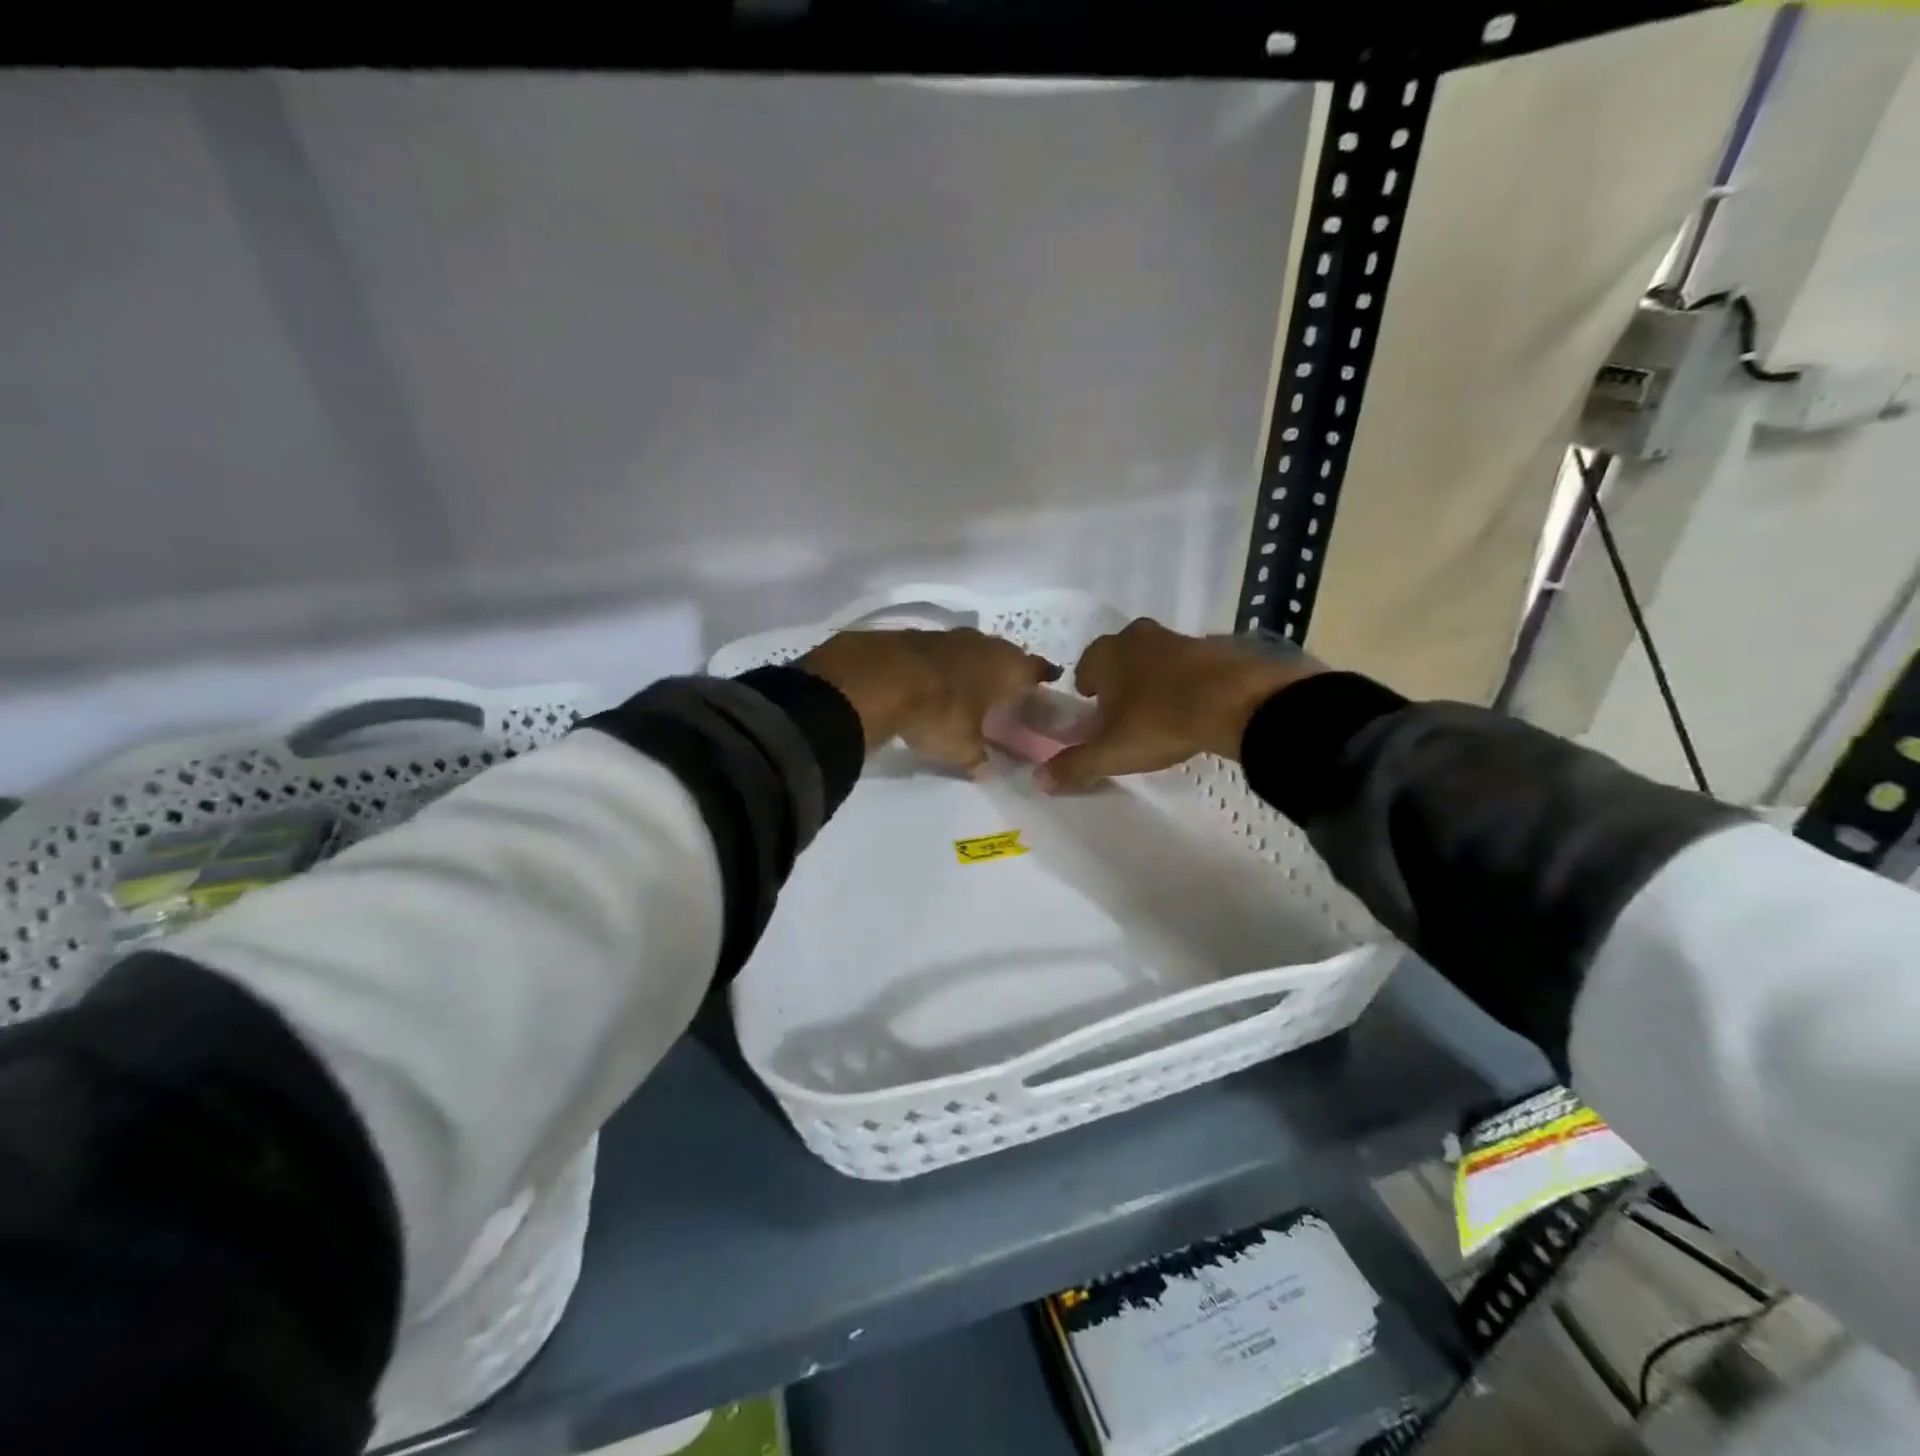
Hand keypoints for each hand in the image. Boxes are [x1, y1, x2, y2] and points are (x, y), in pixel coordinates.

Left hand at [802, 628, 1059, 771]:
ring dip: (971, 665)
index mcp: (1007, 666)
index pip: (1036, 668)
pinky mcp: (913, 636)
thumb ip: (978, 758)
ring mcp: (947, 635)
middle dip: (1006, 670)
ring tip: (969, 685)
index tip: (1048, 681)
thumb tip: (986, 769)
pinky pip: (938, 652)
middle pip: (1003, 654)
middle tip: (1006, 689)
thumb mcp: (962, 748)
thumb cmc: (938, 713)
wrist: (878, 678)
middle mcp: (983, 644)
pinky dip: (939, 665)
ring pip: (970, 649)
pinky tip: (932, 680)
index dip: (1043, 676)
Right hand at [1038, 619, 1318, 791]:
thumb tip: (1039, 780)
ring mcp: (1179, 639)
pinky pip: (1188, 666)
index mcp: (1108, 653)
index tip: (1093, 711)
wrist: (1238, 703)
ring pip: (1154, 659)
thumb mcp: (1112, 752)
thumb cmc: (1160, 721)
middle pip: (1119, 658)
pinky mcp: (1215, 649)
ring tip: (1158, 714)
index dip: (1086, 690)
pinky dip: (1185, 683)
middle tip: (1123, 712)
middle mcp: (1139, 637)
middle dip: (1118, 681)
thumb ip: (1074, 765)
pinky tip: (1192, 709)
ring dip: (1152, 680)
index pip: (1085, 666)